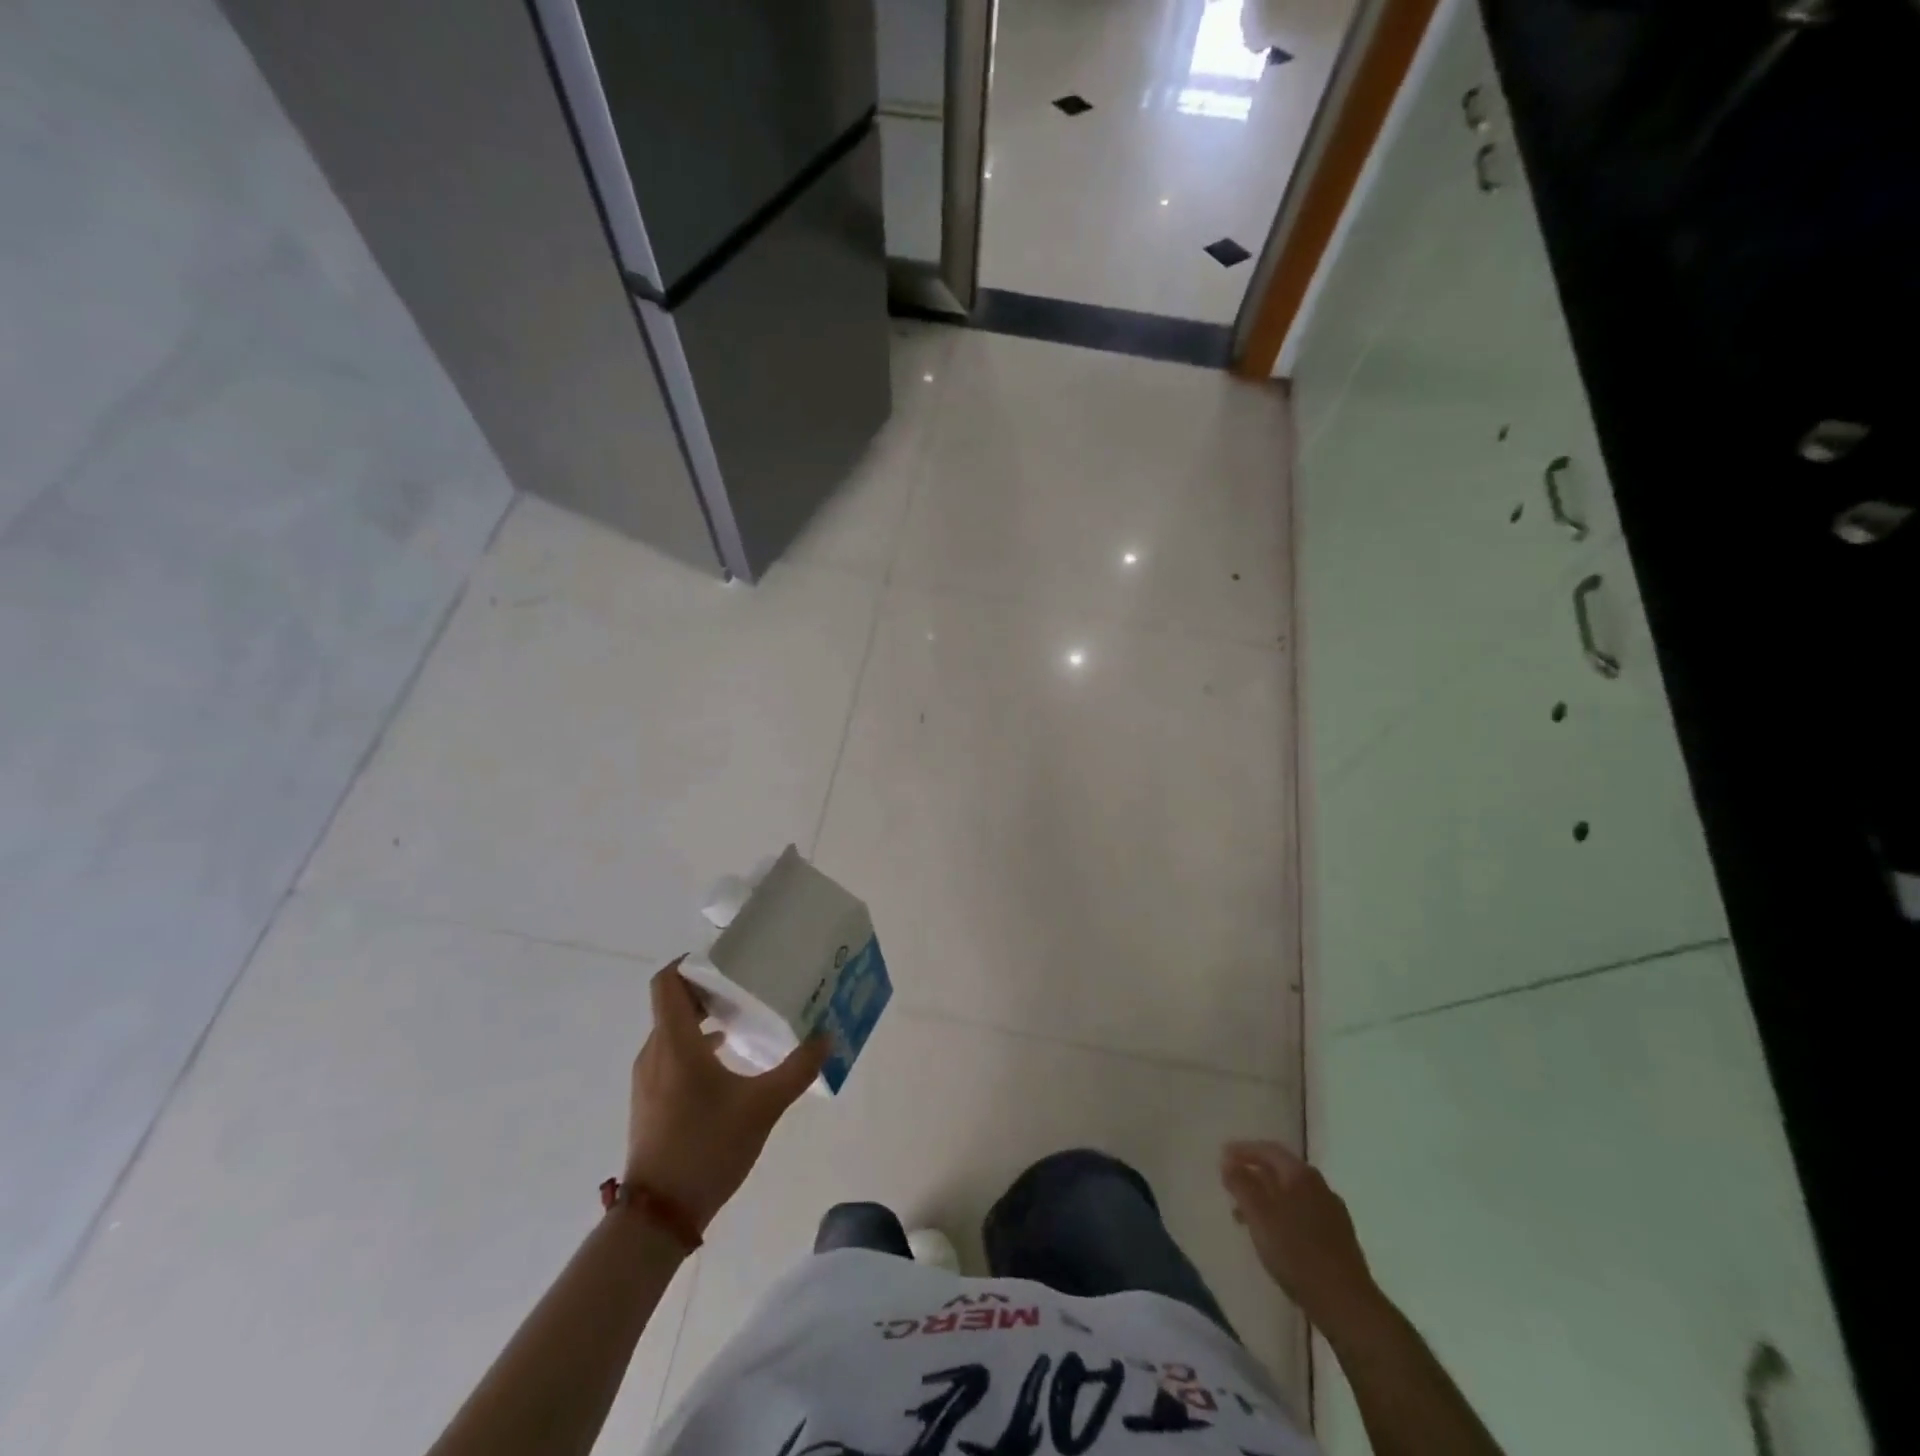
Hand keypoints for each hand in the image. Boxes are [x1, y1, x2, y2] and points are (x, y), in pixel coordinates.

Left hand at [625, 960, 828, 1232]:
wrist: (659, 1216)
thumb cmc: (707, 1148)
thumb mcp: (763, 1106)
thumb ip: (797, 1069)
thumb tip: (827, 1037)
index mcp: (675, 1042)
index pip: (667, 981)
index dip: (690, 963)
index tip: (726, 960)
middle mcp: (655, 1052)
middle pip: (672, 1003)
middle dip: (708, 990)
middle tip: (747, 987)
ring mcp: (648, 1079)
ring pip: (672, 1031)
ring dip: (702, 1019)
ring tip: (742, 1022)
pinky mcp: (650, 1101)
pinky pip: (670, 1055)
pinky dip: (695, 1046)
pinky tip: (727, 1063)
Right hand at [1221, 1140, 1383, 1335]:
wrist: (1346, 1304)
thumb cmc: (1296, 1253)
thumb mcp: (1258, 1214)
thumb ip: (1241, 1183)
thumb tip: (1228, 1161)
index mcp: (1300, 1174)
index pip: (1267, 1149)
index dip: (1243, 1150)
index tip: (1222, 1155)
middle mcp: (1319, 1185)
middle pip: (1280, 1170)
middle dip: (1254, 1174)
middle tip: (1231, 1185)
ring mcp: (1332, 1211)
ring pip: (1292, 1193)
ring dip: (1267, 1197)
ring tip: (1247, 1216)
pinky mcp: (1340, 1236)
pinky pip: (1304, 1212)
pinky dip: (1284, 1214)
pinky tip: (1277, 1235)